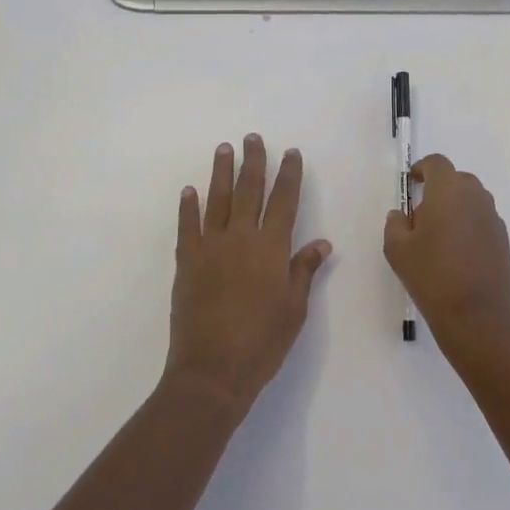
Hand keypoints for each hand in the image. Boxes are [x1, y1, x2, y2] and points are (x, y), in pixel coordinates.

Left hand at [166, 135, 331, 410]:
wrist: (212, 371)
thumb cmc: (262, 342)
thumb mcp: (294, 309)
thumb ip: (304, 270)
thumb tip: (322, 243)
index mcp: (272, 248)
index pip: (284, 201)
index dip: (289, 174)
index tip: (291, 153)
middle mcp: (241, 238)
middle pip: (249, 190)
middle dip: (253, 162)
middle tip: (253, 137)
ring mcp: (211, 248)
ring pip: (217, 200)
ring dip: (221, 172)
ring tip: (224, 148)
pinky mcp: (187, 262)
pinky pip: (188, 226)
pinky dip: (188, 206)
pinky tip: (189, 190)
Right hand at [383, 155, 509, 350]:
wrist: (479, 318)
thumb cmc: (432, 276)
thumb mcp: (397, 250)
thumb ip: (395, 224)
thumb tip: (401, 215)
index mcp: (448, 190)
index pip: (437, 163)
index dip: (422, 168)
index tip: (411, 183)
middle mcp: (475, 197)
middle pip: (457, 179)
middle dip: (439, 189)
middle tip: (422, 215)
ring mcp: (493, 218)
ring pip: (472, 200)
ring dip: (455, 208)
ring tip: (439, 238)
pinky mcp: (504, 240)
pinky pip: (482, 221)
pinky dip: (469, 226)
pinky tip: (457, 255)